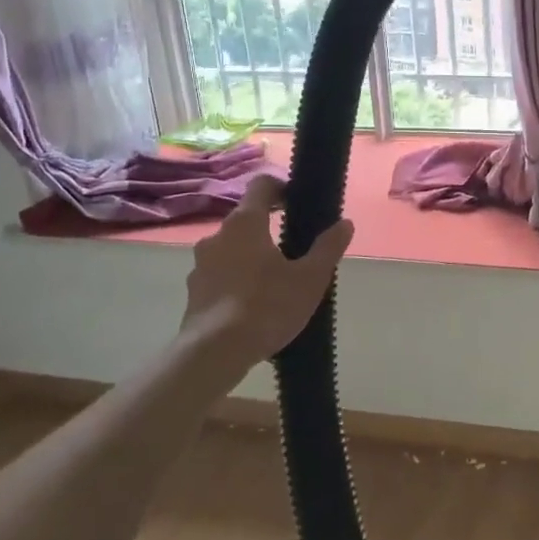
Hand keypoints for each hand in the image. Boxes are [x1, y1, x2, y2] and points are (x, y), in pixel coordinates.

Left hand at [177, 177, 354, 367]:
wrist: (214, 354)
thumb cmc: (266, 307)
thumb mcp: (310, 278)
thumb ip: (328, 247)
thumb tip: (345, 223)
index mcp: (245, 223)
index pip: (261, 185)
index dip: (281, 187)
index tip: (297, 202)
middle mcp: (217, 236)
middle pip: (246, 220)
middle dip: (269, 229)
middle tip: (294, 251)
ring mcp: (200, 265)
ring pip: (232, 249)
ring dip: (252, 256)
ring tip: (275, 282)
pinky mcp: (193, 292)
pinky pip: (220, 275)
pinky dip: (237, 281)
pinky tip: (254, 305)